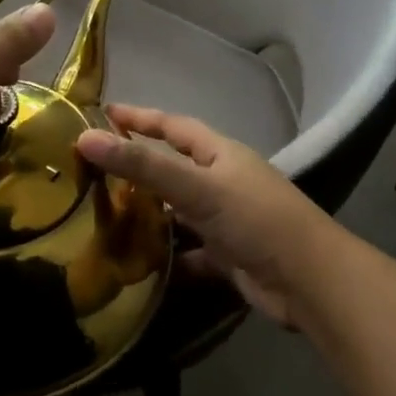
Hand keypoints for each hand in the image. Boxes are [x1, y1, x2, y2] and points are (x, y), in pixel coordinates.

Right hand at [76, 105, 330, 328]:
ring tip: (105, 217)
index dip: (140, 117)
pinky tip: (139, 265)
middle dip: (139, 168)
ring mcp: (227, 220)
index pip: (173, 126)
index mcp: (220, 154)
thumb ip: (143, 165)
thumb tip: (85, 137)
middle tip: (94, 170)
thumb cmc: (255, 220)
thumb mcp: (196, 187)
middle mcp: (224, 182)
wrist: (310, 282)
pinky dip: (168, 257)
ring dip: (150, 215)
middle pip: (174, 168)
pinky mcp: (229, 256)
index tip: (105, 112)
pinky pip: (190, 251)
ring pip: (179, 212)